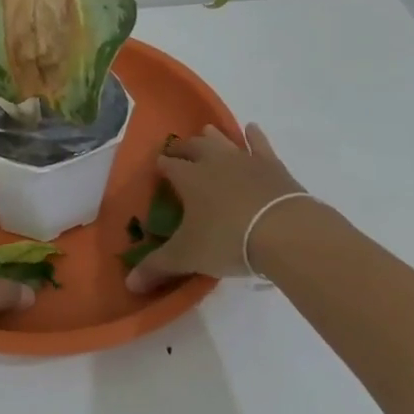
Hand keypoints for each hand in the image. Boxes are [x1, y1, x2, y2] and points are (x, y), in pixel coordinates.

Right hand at [126, 124, 306, 293]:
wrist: (284, 231)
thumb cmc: (227, 240)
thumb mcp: (187, 257)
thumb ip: (158, 267)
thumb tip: (129, 284)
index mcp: (189, 178)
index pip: (169, 165)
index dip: (162, 165)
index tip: (159, 167)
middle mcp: (213, 161)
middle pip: (194, 147)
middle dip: (183, 148)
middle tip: (178, 151)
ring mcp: (244, 159)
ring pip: (223, 140)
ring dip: (213, 137)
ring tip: (206, 133)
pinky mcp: (272, 165)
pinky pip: (260, 144)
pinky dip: (254, 136)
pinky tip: (251, 129)